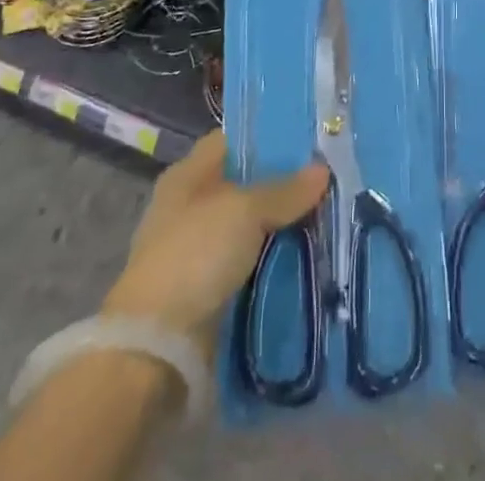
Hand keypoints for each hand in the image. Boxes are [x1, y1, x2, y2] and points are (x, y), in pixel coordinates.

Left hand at [100, 130, 327, 356]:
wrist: (156, 347)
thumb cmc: (195, 255)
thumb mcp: (245, 211)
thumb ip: (285, 190)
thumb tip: (322, 170)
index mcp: (187, 175)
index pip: (232, 141)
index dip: (267, 137)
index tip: (307, 139)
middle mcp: (190, 207)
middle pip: (245, 186)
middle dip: (283, 186)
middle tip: (328, 180)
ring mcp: (197, 251)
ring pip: (251, 228)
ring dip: (282, 227)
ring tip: (328, 217)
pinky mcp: (207, 291)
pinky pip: (250, 265)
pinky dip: (273, 262)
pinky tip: (308, 257)